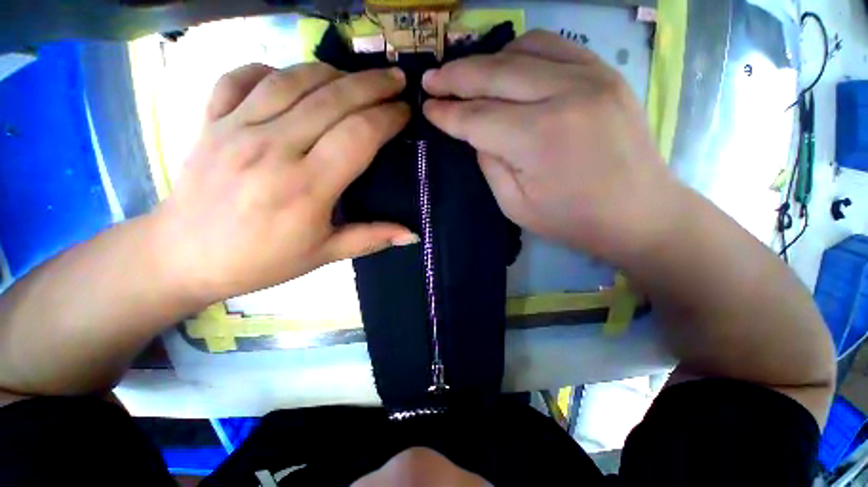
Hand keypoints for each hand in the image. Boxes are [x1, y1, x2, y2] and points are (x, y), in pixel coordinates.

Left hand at [153, 63, 414, 302]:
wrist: (185, 256)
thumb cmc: (261, 260)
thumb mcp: (324, 255)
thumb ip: (371, 239)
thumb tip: (412, 235)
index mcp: (306, 187)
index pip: (358, 136)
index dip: (387, 118)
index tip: (405, 112)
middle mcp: (272, 148)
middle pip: (332, 99)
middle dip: (372, 85)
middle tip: (396, 79)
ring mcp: (236, 128)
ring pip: (292, 80)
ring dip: (331, 72)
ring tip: (355, 76)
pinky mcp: (210, 121)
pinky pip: (242, 77)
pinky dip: (271, 68)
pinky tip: (291, 76)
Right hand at [423, 30, 679, 260]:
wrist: (639, 213)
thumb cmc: (572, 220)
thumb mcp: (515, 204)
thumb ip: (489, 163)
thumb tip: (475, 133)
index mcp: (537, 138)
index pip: (476, 117)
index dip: (447, 113)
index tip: (427, 108)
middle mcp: (563, 95)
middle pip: (494, 73)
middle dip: (455, 76)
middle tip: (431, 80)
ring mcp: (591, 76)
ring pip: (523, 49)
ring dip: (487, 60)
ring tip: (467, 75)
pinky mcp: (606, 72)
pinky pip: (554, 46)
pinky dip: (522, 52)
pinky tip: (508, 66)